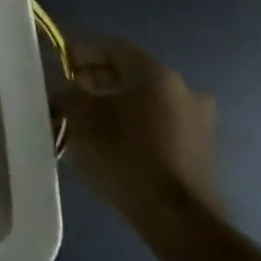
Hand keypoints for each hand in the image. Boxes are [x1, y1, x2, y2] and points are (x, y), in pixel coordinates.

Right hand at [60, 37, 221, 220]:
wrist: (175, 214)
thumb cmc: (124, 156)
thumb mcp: (81, 121)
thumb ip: (67, 95)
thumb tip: (62, 88)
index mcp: (155, 74)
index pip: (113, 47)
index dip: (82, 51)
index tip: (59, 62)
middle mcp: (182, 87)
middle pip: (131, 71)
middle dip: (97, 79)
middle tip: (69, 93)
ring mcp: (198, 116)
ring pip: (146, 97)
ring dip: (116, 101)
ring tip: (88, 120)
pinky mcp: (201, 143)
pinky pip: (160, 119)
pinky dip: (135, 121)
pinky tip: (114, 139)